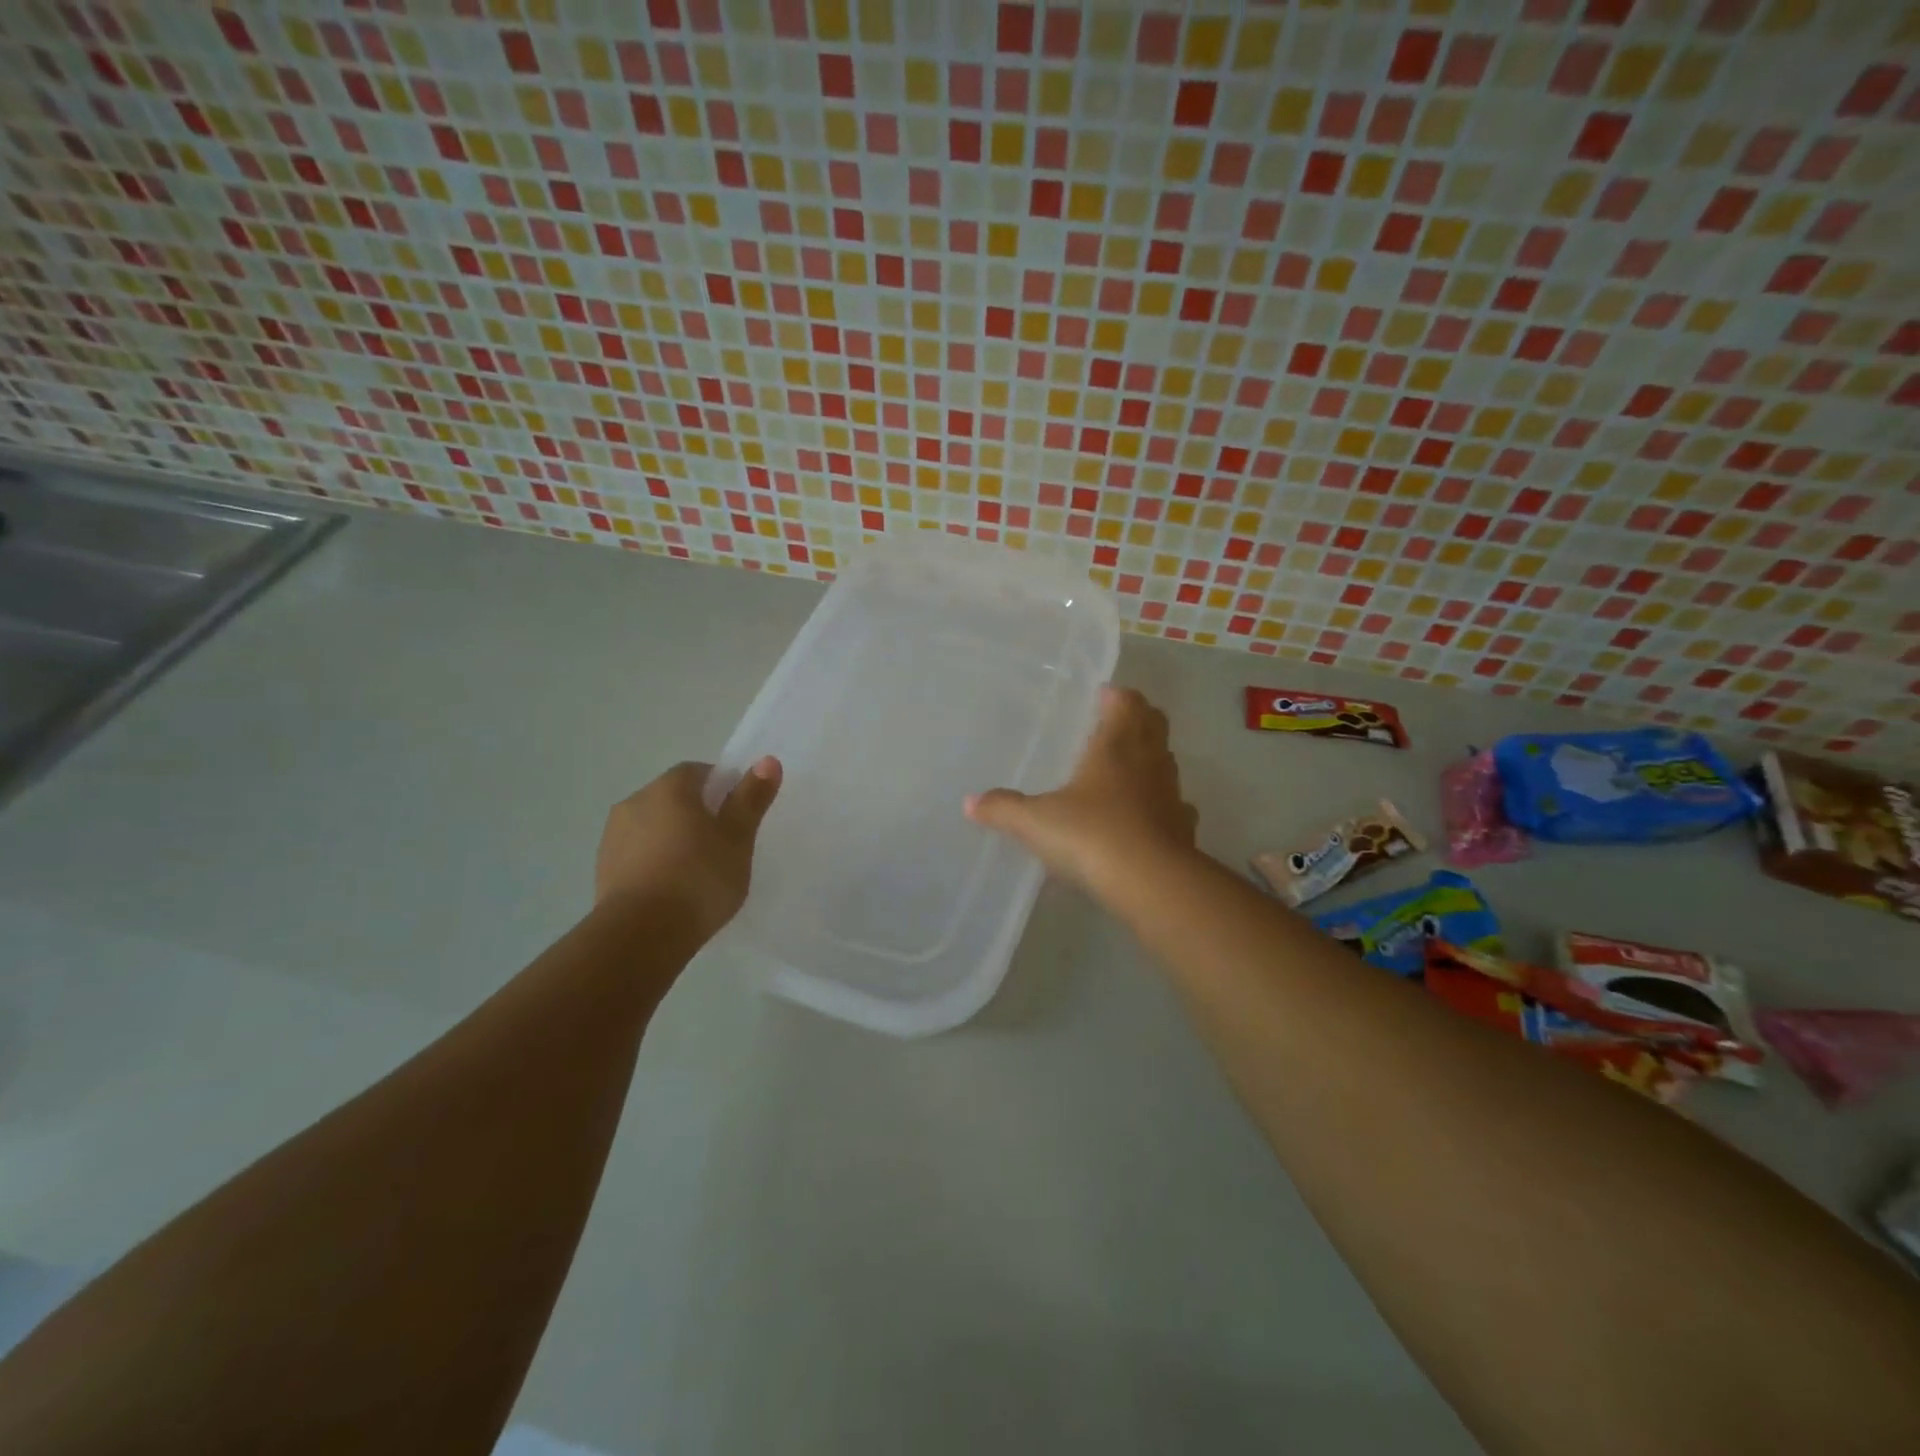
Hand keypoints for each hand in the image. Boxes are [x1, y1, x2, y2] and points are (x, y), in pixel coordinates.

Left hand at [595, 758, 781, 938]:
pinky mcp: (603, 870)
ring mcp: (613, 837)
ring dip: (673, 839)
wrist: (641, 934)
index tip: (738, 816)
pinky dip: (655, 863)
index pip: (698, 772)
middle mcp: (635, 802)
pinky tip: (673, 890)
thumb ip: (751, 798)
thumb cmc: (699, 878)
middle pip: (674, 798)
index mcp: (669, 788)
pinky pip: (638, 855)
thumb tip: (768, 760)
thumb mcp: (738, 838)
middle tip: (724, 845)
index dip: (722, 788)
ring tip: (698, 873)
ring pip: (653, 827)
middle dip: (697, 814)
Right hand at [965, 685, 1197, 897]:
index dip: (1117, 696)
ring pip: (1166, 763)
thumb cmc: (1091, 835)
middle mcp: (1149, 762)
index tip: (1102, 697)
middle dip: (1137, 719)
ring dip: (1150, 759)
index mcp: (1116, 746)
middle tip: (1113, 725)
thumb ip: (1003, 809)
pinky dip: (1160, 804)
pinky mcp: (1183, 828)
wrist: (1152, 883)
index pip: (1127, 703)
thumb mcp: (1036, 822)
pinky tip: (1143, 820)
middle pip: (1154, 725)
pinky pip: (1174, 805)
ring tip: (1123, 771)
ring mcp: (1171, 795)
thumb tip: (970, 802)